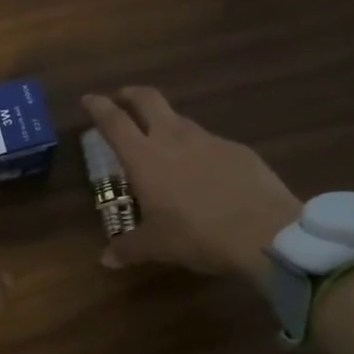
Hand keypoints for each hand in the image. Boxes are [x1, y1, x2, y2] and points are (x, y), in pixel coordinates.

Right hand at [83, 88, 302, 277]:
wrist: (264, 231)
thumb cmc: (197, 235)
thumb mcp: (157, 246)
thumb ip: (128, 248)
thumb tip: (106, 259)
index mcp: (145, 158)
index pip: (114, 122)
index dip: (98, 107)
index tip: (89, 99)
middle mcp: (173, 139)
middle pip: (148, 100)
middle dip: (131, 94)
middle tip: (121, 99)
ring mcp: (209, 140)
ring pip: (180, 119)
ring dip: (165, 123)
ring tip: (162, 141)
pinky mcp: (237, 149)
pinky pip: (209, 142)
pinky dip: (197, 149)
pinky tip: (203, 171)